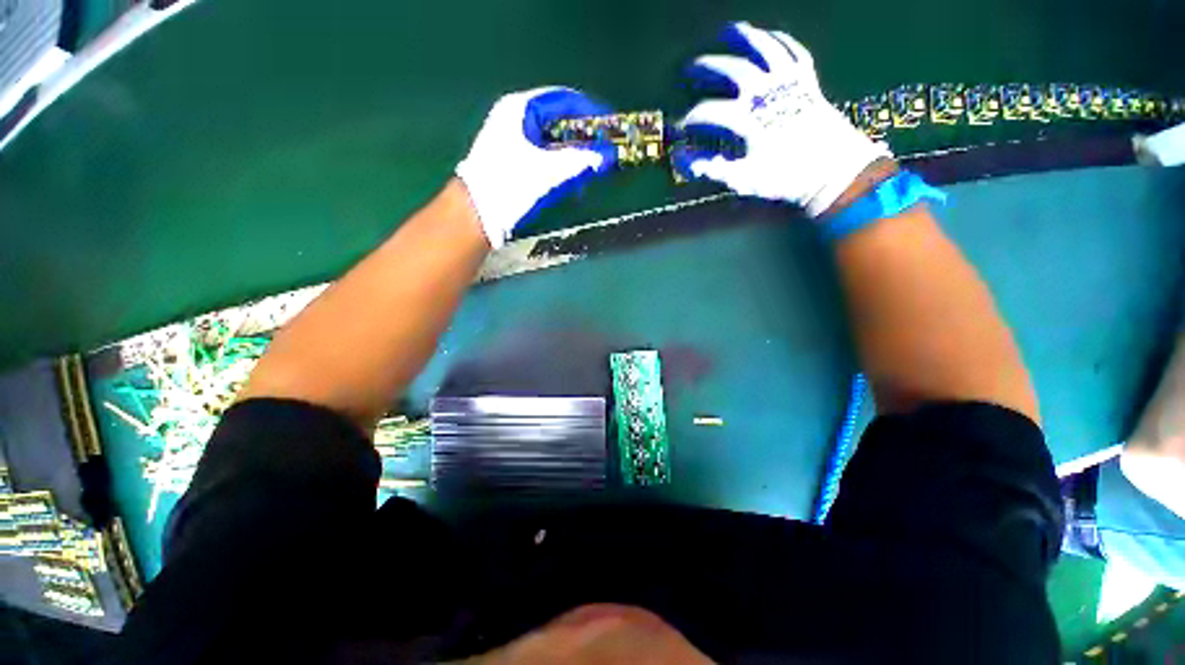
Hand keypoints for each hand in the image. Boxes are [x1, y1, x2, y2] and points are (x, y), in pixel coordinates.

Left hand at [456, 87, 617, 247]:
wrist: (476, 214)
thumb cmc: (509, 187)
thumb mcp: (548, 172)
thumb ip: (580, 162)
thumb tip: (607, 156)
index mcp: (521, 109)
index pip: (564, 99)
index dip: (590, 110)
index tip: (610, 125)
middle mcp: (515, 117)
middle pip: (559, 120)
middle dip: (583, 137)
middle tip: (602, 150)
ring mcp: (511, 138)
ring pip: (552, 140)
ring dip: (572, 154)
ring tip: (588, 169)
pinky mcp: (511, 158)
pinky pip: (543, 155)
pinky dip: (559, 165)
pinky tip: (569, 181)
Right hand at [675, 22, 890, 216]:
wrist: (834, 171)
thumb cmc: (787, 178)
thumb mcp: (746, 180)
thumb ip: (714, 168)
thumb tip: (684, 160)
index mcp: (749, 120)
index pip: (709, 112)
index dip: (690, 119)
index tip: (679, 127)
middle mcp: (767, 93)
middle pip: (733, 69)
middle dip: (708, 66)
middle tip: (690, 66)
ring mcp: (790, 82)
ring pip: (765, 49)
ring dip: (744, 37)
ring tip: (727, 30)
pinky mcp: (808, 80)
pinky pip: (793, 51)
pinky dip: (780, 40)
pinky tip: (770, 36)